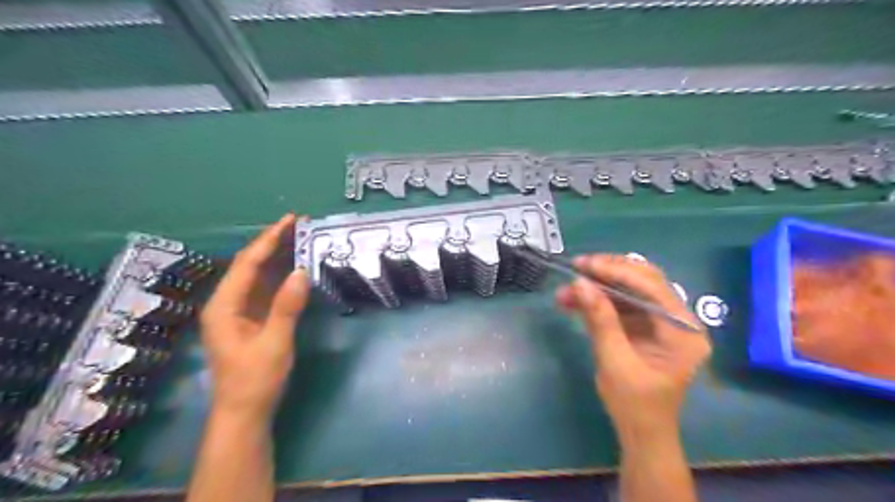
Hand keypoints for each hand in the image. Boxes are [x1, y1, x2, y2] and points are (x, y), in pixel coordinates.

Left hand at [197, 214, 311, 421]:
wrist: (244, 413)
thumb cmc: (255, 380)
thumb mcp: (274, 343)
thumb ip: (287, 307)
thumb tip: (301, 271)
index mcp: (224, 306)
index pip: (247, 264)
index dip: (269, 240)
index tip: (291, 220)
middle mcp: (226, 303)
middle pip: (249, 265)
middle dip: (272, 242)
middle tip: (299, 224)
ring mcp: (237, 311)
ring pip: (256, 275)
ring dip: (276, 256)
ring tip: (298, 237)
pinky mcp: (249, 319)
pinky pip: (264, 289)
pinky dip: (279, 275)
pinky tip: (293, 266)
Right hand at [558, 254, 710, 437]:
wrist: (641, 433)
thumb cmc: (635, 405)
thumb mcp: (615, 362)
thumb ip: (600, 320)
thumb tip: (580, 283)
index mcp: (683, 331)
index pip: (652, 287)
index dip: (616, 271)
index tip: (584, 265)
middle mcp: (678, 320)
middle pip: (644, 281)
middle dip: (608, 272)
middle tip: (577, 267)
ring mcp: (661, 322)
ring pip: (629, 290)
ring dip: (598, 287)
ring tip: (566, 290)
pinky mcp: (644, 327)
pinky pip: (621, 304)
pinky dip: (597, 301)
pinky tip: (573, 301)